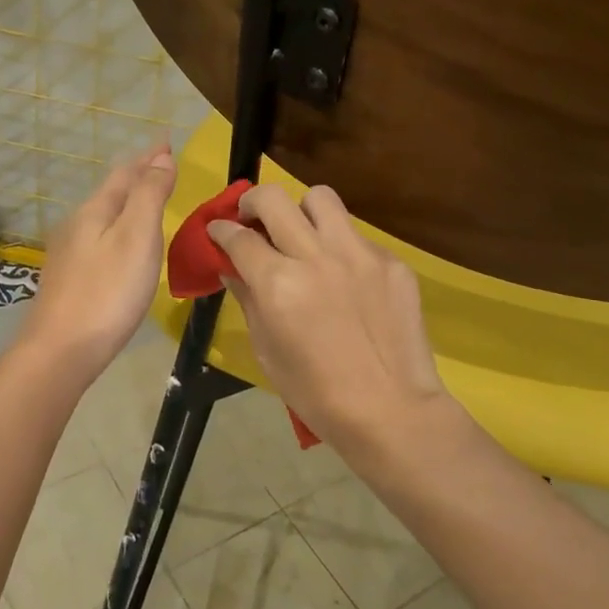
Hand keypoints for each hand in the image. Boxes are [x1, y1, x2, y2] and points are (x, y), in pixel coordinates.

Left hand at [21, 144, 176, 376]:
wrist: (60, 351)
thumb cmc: (107, 292)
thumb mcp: (137, 237)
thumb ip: (149, 195)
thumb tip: (161, 157)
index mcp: (96, 210)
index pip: (125, 173)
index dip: (148, 157)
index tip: (167, 142)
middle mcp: (77, 225)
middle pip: (111, 191)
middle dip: (137, 176)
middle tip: (161, 165)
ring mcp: (69, 253)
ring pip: (104, 215)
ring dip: (127, 202)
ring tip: (147, 198)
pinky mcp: (69, 279)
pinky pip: (100, 237)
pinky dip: (119, 227)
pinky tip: (122, 243)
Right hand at [209, 184, 457, 459]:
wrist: (391, 410)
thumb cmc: (316, 393)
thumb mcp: (267, 350)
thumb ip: (247, 299)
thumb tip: (232, 269)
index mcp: (278, 283)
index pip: (238, 237)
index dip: (220, 230)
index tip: (218, 230)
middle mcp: (316, 256)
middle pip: (273, 198)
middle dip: (252, 202)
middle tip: (252, 219)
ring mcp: (359, 254)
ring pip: (321, 198)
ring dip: (301, 210)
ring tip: (302, 234)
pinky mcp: (391, 261)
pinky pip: (356, 235)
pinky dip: (340, 246)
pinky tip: (344, 277)